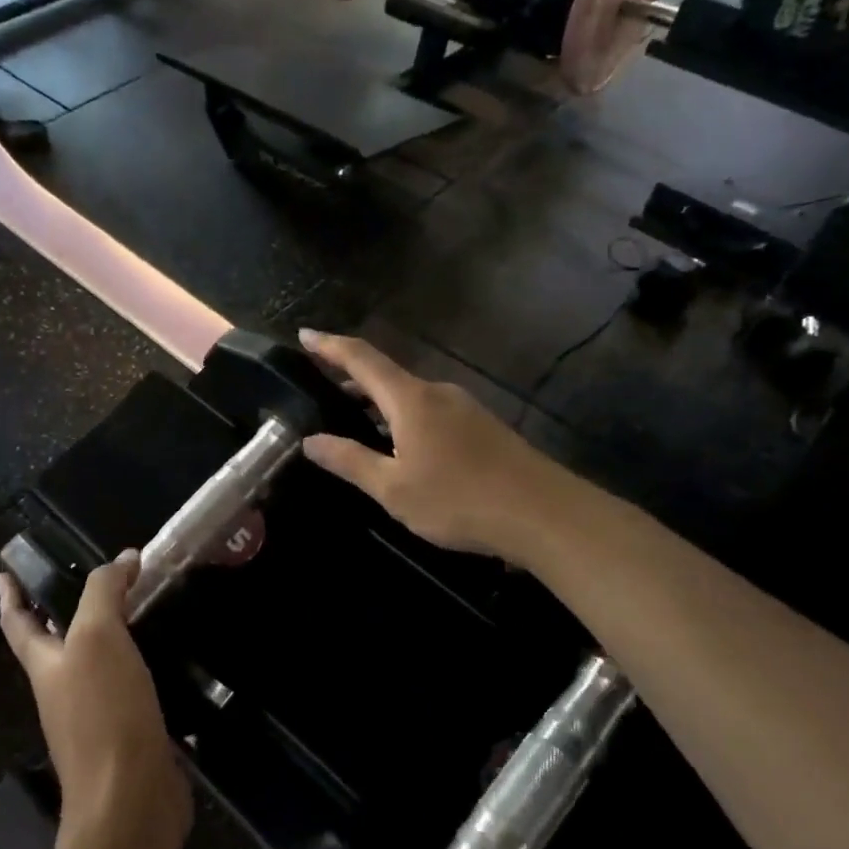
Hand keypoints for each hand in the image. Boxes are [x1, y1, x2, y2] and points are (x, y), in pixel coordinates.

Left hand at [0, 553, 190, 841]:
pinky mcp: (127, 733)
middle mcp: (63, 691)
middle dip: (60, 614)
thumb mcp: (98, 638)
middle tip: (82, 583)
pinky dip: (137, 664)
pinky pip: (127, 687)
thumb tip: (124, 558)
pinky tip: (162, 655)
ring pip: (94, 665)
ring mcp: (94, 717)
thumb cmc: (104, 712)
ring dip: (104, 637)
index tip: (2, 574)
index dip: (10, 596)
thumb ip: (105, 593)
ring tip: (130, 609)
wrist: (129, 797)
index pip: (18, 624)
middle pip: (54, 645)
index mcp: (46, 667)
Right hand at [297, 330, 567, 564]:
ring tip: (355, 420)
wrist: (543, 514)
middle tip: (321, 387)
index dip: (330, 346)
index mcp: (411, 399)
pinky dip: (404, 417)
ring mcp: (465, 408)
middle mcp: (438, 393)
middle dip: (351, 378)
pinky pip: (431, 411)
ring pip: (410, 396)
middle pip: (386, 375)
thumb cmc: (460, 500)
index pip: (361, 359)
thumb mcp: (393, 489)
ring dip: (379, 402)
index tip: (305, 334)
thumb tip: (310, 441)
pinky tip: (402, 446)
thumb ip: (350, 461)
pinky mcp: (482, 427)